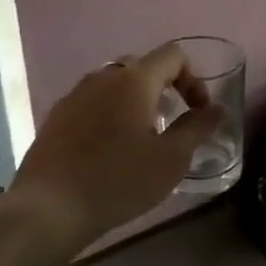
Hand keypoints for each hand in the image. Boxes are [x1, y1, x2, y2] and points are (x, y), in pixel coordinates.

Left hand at [9, 43, 223, 242]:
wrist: (48, 209)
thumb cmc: (119, 180)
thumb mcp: (171, 159)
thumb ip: (198, 128)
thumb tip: (217, 109)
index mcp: (135, 80)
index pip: (173, 55)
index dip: (193, 79)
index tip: (198, 112)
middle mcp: (103, 77)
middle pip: (142, 66)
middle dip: (164, 87)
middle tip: (171, 121)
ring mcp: (75, 95)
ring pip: (114, 84)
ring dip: (135, 100)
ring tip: (141, 137)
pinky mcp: (56, 117)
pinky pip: (92, 102)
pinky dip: (110, 113)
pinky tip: (110, 149)